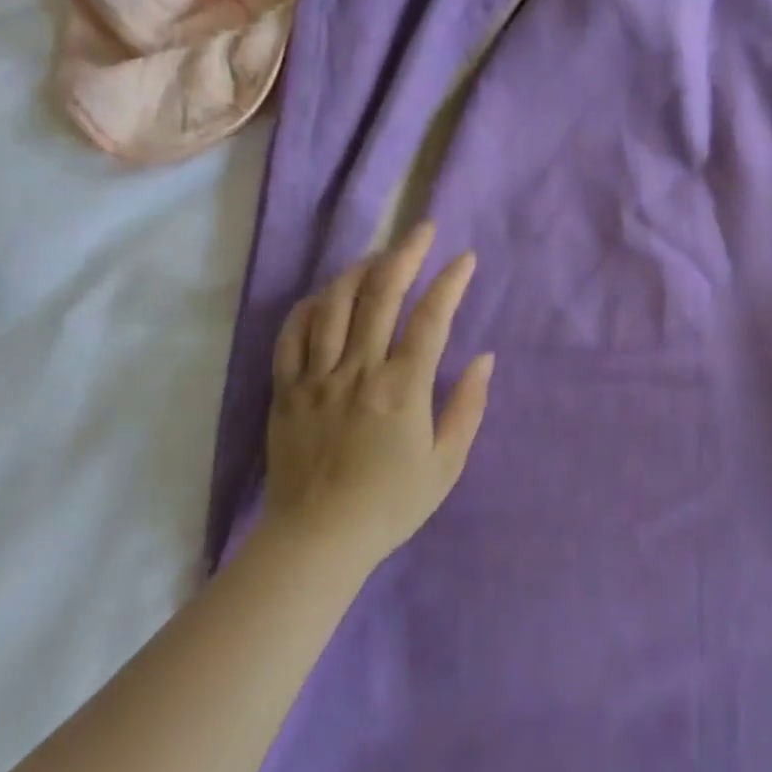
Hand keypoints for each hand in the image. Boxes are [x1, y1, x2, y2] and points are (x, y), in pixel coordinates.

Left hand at [262, 221, 493, 568]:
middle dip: (405, 254)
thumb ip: (468, 406)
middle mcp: (358, 370)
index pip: (431, 318)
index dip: (450, 282)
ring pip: (334, 305)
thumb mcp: (446, 464)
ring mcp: (317, 378)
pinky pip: (292, 336)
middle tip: (421, 229)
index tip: (465, 259)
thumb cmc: (390, 505)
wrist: (317, 542)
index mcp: (402, 388)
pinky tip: (324, 296)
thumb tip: (485, 358)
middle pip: (380, 295)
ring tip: (377, 256)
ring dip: (358, 271)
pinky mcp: (286, 391)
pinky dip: (309, 307)